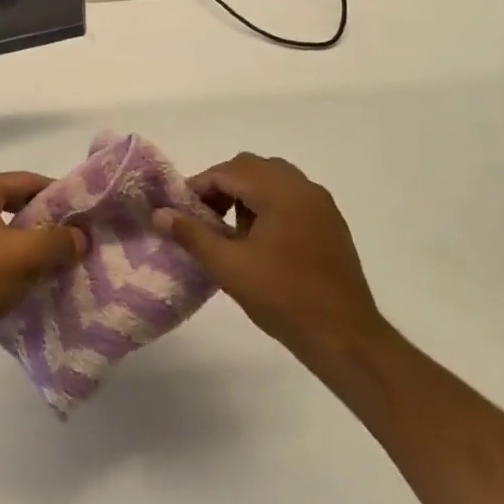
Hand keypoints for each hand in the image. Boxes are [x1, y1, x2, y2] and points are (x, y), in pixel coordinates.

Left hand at [0, 172, 84, 343]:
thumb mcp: (29, 253)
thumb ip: (60, 240)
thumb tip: (80, 236)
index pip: (23, 180)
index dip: (54, 191)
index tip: (78, 208)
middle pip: (10, 201)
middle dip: (40, 215)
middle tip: (68, 229)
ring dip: (25, 236)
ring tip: (52, 251)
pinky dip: (8, 252)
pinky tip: (26, 269)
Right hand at [153, 153, 385, 364]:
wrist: (343, 336)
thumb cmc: (282, 297)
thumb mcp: (228, 266)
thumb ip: (191, 234)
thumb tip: (160, 213)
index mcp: (280, 192)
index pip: (229, 171)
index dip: (199, 186)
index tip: (181, 211)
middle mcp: (304, 188)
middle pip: (252, 168)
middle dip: (222, 185)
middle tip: (203, 216)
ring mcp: (321, 205)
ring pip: (273, 180)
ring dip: (245, 194)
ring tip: (229, 230)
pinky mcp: (330, 224)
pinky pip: (291, 197)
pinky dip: (268, 205)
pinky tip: (258, 241)